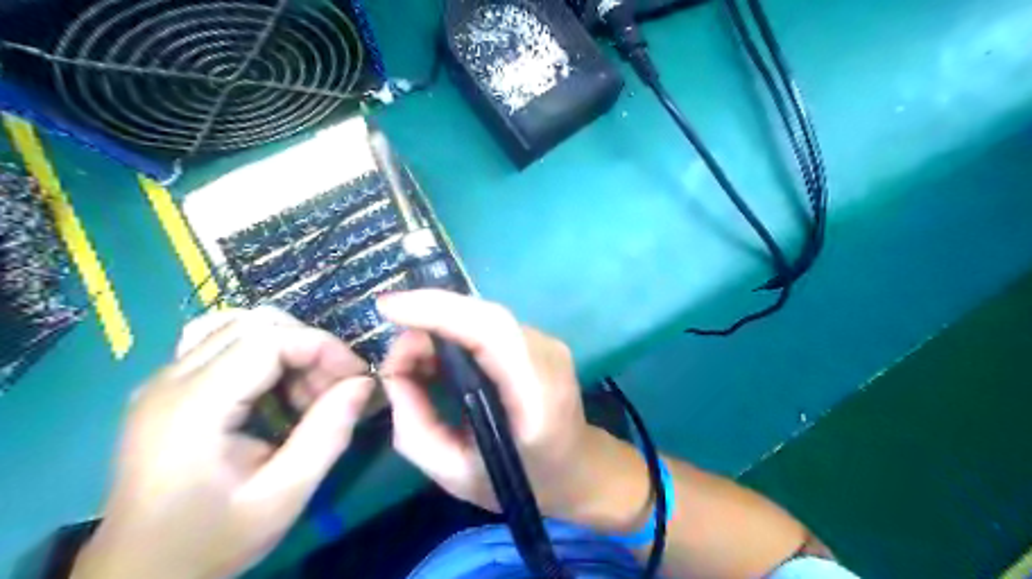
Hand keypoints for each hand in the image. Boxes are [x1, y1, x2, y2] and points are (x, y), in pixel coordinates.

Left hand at [72, 308, 377, 577]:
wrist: (140, 574)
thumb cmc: (213, 539)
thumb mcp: (283, 495)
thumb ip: (328, 434)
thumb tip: (364, 383)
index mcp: (193, 407)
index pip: (269, 338)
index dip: (323, 347)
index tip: (356, 377)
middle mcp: (170, 380)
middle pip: (255, 324)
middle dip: (309, 346)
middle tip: (334, 388)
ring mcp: (163, 380)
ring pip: (239, 325)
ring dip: (287, 346)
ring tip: (305, 390)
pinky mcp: (167, 387)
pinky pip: (221, 341)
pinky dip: (262, 351)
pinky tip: (274, 386)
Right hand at [375, 292, 641, 526]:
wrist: (577, 468)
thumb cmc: (519, 480)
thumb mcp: (455, 475)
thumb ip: (415, 427)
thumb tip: (392, 374)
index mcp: (536, 394)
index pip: (490, 330)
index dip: (438, 310)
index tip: (388, 308)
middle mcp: (547, 356)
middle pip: (484, 316)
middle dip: (428, 319)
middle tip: (394, 356)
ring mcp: (548, 343)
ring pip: (484, 317)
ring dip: (440, 327)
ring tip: (411, 360)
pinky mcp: (540, 341)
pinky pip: (490, 326)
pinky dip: (456, 333)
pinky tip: (437, 356)